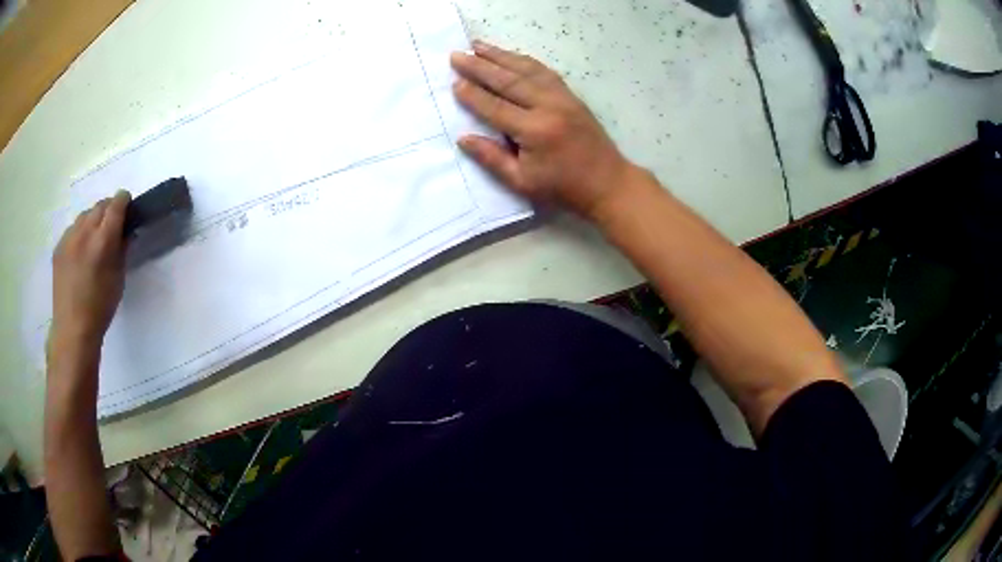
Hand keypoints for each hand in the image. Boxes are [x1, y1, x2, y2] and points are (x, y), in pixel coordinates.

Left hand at [50, 191, 130, 354]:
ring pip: (84, 215)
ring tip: (94, 240)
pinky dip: (79, 233)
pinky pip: (72, 230)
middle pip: (100, 205)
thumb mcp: (118, 280)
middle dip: (108, 210)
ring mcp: (68, 238)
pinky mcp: (58, 247)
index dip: (124, 201)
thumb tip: (126, 232)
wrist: (73, 330)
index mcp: (103, 240)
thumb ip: (122, 250)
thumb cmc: (100, 308)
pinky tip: (80, 253)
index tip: (128, 208)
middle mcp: (84, 232)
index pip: (116, 204)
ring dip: (93, 220)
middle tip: (112, 226)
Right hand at [450, 41, 632, 218]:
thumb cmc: (563, 188)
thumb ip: (492, 158)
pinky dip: (525, 61)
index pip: (495, 107)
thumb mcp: (522, 182)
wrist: (607, 182)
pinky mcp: (571, 96)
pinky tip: (511, 56)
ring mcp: (563, 98)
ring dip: (500, 56)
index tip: (454, 82)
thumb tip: (463, 138)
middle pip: (508, 81)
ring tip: (478, 46)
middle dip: (480, 67)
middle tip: (457, 55)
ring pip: (527, 70)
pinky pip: (544, 72)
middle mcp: (548, 107)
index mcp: (534, 131)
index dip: (473, 95)